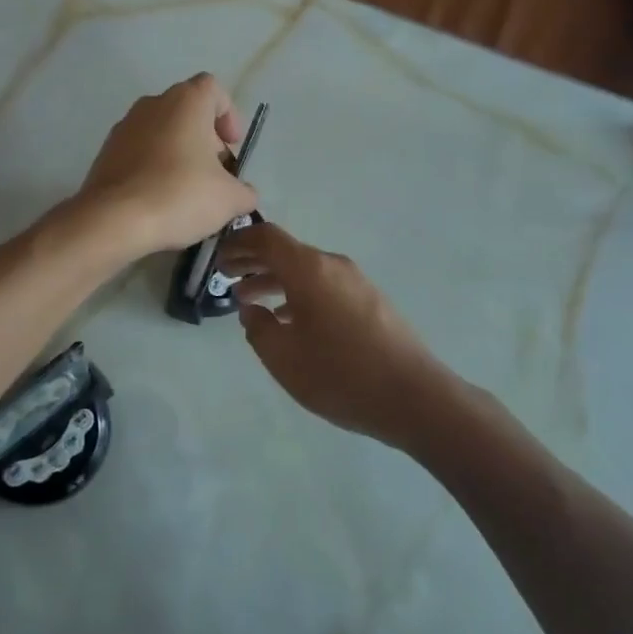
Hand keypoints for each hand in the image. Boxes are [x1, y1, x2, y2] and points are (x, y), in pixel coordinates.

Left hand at [75, 73, 258, 257]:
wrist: (114, 219)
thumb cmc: (180, 195)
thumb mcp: (230, 199)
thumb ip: (244, 191)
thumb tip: (244, 193)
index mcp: (186, 101)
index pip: (213, 89)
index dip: (228, 114)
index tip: (231, 145)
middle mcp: (153, 104)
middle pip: (187, 112)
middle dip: (205, 140)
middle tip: (214, 174)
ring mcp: (124, 126)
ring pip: (162, 132)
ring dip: (178, 154)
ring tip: (187, 191)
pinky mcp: (106, 151)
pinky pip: (139, 152)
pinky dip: (153, 167)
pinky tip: (159, 200)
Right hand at [219, 221, 462, 447]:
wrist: (413, 396)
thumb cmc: (340, 374)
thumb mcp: (283, 358)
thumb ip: (258, 329)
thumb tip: (252, 310)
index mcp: (309, 269)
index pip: (267, 237)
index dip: (240, 242)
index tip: (219, 257)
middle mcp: (333, 266)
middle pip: (286, 252)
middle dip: (253, 262)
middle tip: (226, 277)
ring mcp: (356, 282)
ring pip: (306, 271)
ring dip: (275, 281)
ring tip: (250, 302)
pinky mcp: (370, 301)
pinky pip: (324, 286)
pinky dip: (299, 294)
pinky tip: (289, 320)